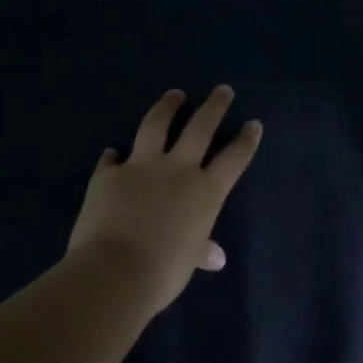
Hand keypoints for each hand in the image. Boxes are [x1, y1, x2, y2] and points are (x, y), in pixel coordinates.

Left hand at [64, 86, 262, 311]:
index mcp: (206, 191)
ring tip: (174, 94)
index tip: (254, 123)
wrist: (114, 271)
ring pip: (157, 125)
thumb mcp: (189, 261)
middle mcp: (178, 169)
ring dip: (167, 107)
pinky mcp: (109, 174)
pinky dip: (113, 157)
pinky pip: (112, 160)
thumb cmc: (163, 272)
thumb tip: (216, 258)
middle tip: (222, 89)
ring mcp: (142, 166)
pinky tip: (112, 153)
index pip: (234, 158)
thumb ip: (201, 250)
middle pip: (201, 127)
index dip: (246, 140)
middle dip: (214, 106)